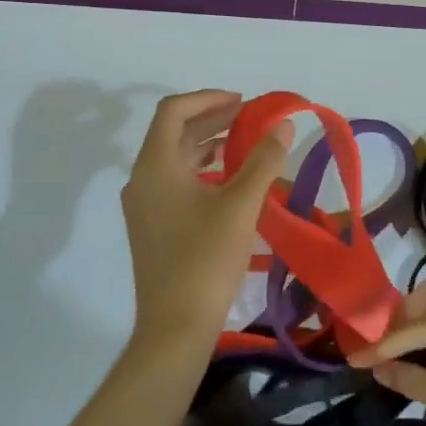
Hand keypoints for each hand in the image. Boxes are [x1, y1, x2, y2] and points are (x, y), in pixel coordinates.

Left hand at [120, 90, 293, 356]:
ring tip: (245, 145)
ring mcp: (144, 205)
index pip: (173, 111)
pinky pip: (175, 182)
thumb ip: (263, 160)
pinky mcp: (152, 226)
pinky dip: (202, 171)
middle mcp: (142, 179)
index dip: (208, 98)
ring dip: (208, 145)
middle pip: (173, 133)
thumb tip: (283, 126)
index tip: (242, 103)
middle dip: (212, 119)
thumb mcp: (241, 206)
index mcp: (155, 166)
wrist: (174, 327)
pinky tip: (230, 181)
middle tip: (249, 119)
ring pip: (175, 159)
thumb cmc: (205, 260)